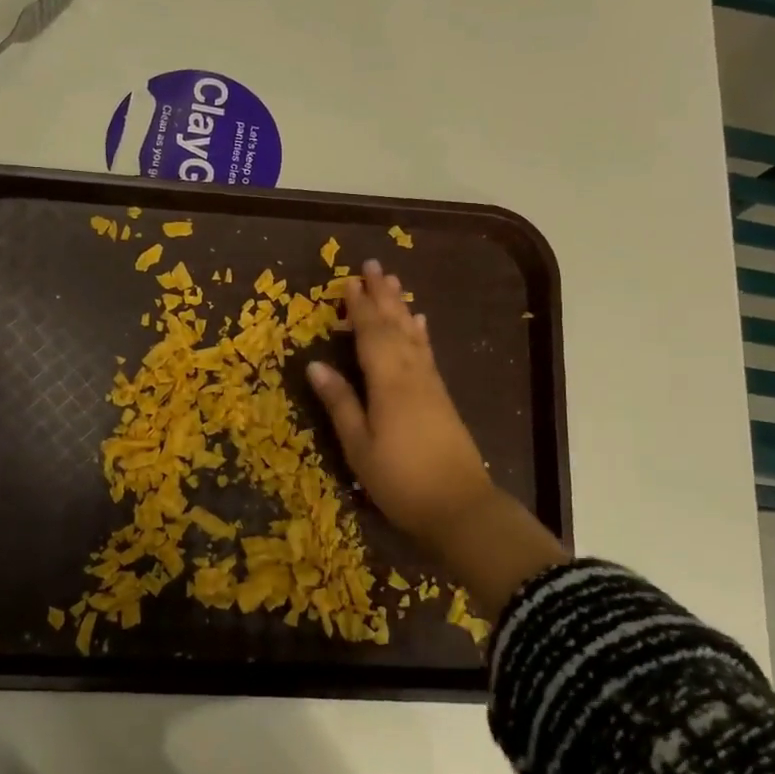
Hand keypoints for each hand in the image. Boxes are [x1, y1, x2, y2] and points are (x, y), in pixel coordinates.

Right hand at [308, 260, 566, 617]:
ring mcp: (430, 384)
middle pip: (395, 325)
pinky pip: (426, 352)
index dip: (358, 307)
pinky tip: (419, 324)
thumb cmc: (400, 480)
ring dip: (401, 306)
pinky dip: (419, 333)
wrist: (459, 507)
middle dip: (382, 295)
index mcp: (388, 382)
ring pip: (413, 335)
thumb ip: (340, 402)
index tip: (348, 281)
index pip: (370, 333)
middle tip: (373, 266)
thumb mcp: (359, 446)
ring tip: (393, 283)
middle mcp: (412, 373)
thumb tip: (314, 365)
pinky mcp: (441, 397)